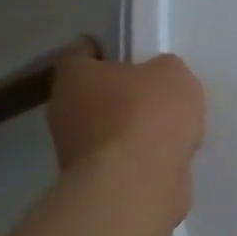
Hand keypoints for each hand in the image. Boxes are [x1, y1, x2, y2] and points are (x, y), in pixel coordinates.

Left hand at [47, 49, 206, 187]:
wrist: (135, 185)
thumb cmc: (148, 114)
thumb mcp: (172, 73)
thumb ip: (163, 70)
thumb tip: (157, 81)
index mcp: (75, 78)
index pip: (81, 54)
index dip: (104, 50)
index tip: (130, 52)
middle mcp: (64, 112)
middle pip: (92, 94)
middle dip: (121, 93)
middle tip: (156, 90)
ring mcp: (74, 153)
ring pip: (106, 129)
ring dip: (131, 128)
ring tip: (170, 126)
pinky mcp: (94, 184)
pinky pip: (120, 160)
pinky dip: (140, 157)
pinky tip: (169, 154)